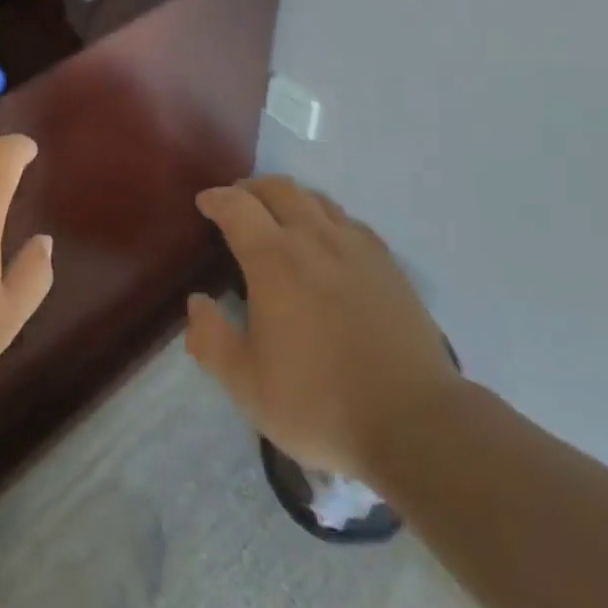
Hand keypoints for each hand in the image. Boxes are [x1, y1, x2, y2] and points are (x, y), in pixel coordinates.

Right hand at [186, 176, 458, 483]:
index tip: (205, 202)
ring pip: (316, 199)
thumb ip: (212, 341)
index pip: (238, 207)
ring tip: (279, 215)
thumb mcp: (248, 386)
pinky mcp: (387, 262)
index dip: (217, 199)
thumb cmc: (320, 404)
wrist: (411, 419)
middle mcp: (314, 238)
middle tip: (238, 201)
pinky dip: (326, 217)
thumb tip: (196, 302)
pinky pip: (349, 221)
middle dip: (252, 188)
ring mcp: (356, 246)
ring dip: (289, 197)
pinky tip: (327, 239)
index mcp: (275, 260)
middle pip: (279, 189)